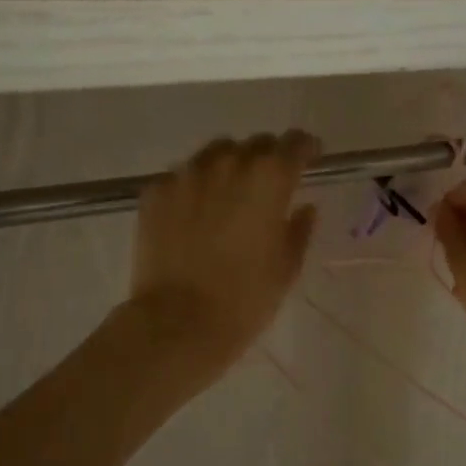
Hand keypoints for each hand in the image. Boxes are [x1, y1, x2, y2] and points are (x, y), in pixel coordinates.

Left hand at [128, 131, 320, 376]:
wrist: (178, 322)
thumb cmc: (246, 298)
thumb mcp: (286, 267)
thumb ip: (299, 228)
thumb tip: (303, 208)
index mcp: (269, 179)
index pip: (295, 143)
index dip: (305, 148)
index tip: (309, 159)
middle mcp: (229, 164)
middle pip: (255, 144)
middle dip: (267, 158)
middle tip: (268, 186)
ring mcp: (187, 174)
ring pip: (216, 154)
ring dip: (229, 167)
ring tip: (228, 195)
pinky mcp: (156, 191)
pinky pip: (183, 176)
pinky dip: (195, 187)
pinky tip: (194, 215)